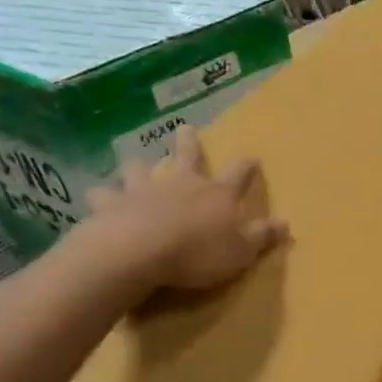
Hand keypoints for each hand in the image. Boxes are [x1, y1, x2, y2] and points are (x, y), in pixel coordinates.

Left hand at [82, 129, 287, 294]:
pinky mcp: (109, 205)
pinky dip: (100, 196)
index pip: (238, 175)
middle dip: (187, 142)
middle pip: (185, 155)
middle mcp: (180, 184)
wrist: (138, 252)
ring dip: (137, 167)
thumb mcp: (241, 251)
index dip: (247, 166)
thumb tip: (286, 223)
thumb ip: (262, 236)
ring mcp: (142, 190)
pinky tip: (95, 200)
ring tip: (132, 166)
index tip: (252, 157)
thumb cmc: (197, 253)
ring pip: (138, 169)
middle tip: (184, 128)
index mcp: (216, 194)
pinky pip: (101, 195)